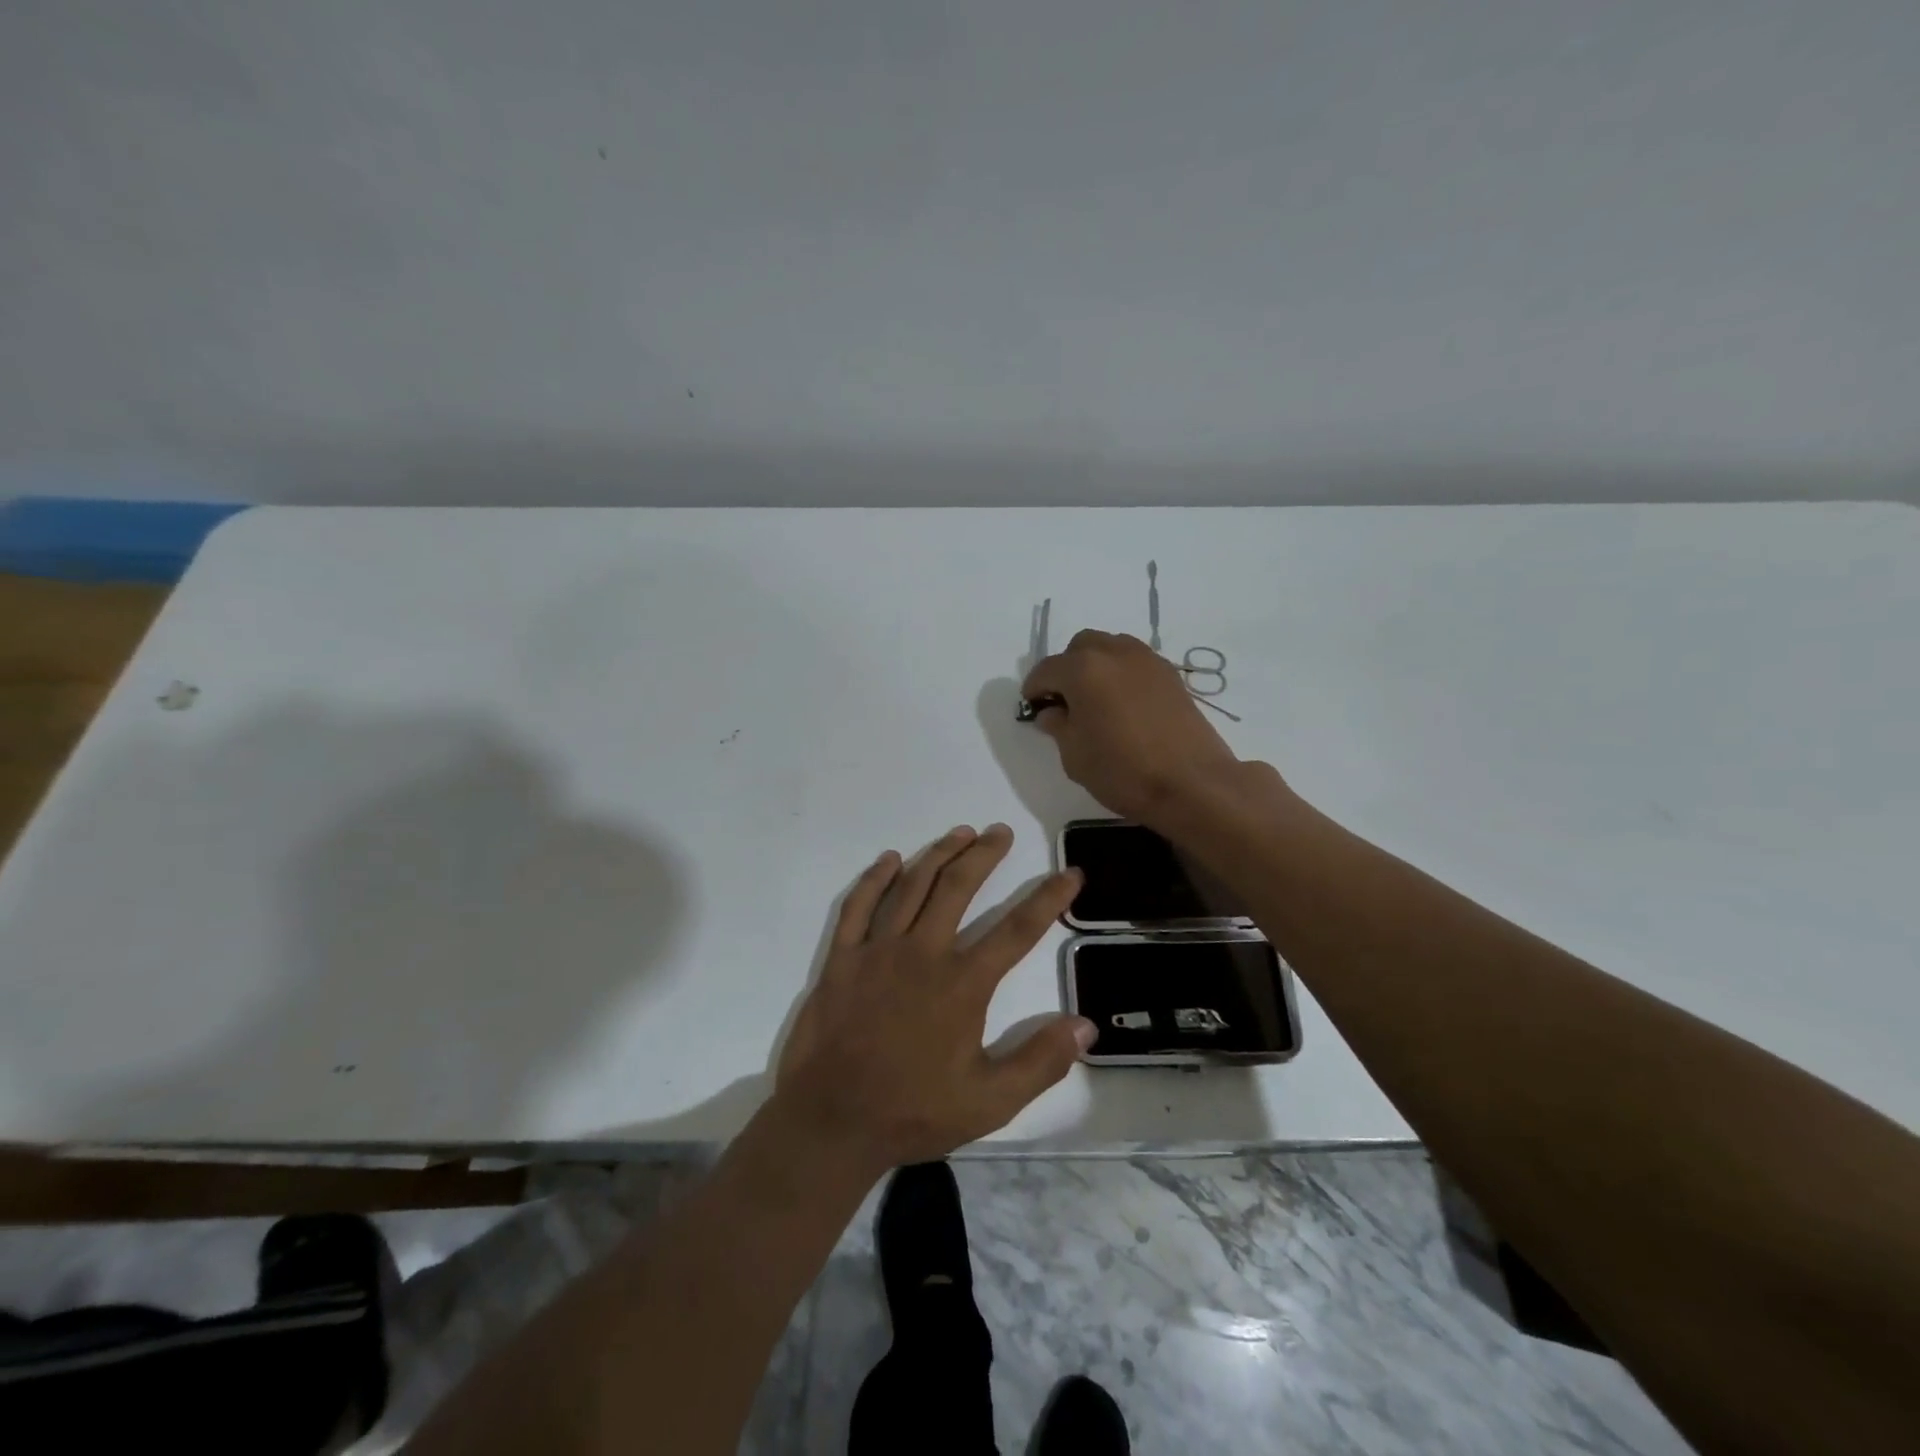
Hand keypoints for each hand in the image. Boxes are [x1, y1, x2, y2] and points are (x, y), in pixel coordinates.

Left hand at [773, 824, 1094, 1171]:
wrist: (831, 1122)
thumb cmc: (913, 1112)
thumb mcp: (990, 1102)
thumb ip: (1040, 1063)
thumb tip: (1086, 1026)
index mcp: (962, 984)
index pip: (1017, 930)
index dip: (1048, 899)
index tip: (1070, 874)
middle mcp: (922, 953)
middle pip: (959, 887)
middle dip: (985, 854)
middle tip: (1001, 832)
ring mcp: (877, 950)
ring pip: (912, 885)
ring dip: (939, 854)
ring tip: (961, 833)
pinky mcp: (842, 957)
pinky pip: (858, 905)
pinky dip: (875, 878)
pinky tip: (890, 859)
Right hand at [1022, 630, 1253, 825]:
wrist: (1192, 784)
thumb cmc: (1122, 771)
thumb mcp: (1074, 755)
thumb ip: (1059, 726)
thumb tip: (1053, 712)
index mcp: (1083, 669)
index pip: (1046, 669)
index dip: (1034, 688)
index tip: (1032, 706)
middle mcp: (1115, 653)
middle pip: (1080, 647)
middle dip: (1066, 669)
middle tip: (1063, 700)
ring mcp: (1147, 660)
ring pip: (1111, 648)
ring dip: (1096, 666)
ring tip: (1094, 699)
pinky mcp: (1171, 675)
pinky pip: (1135, 662)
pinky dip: (1121, 674)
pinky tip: (1122, 704)